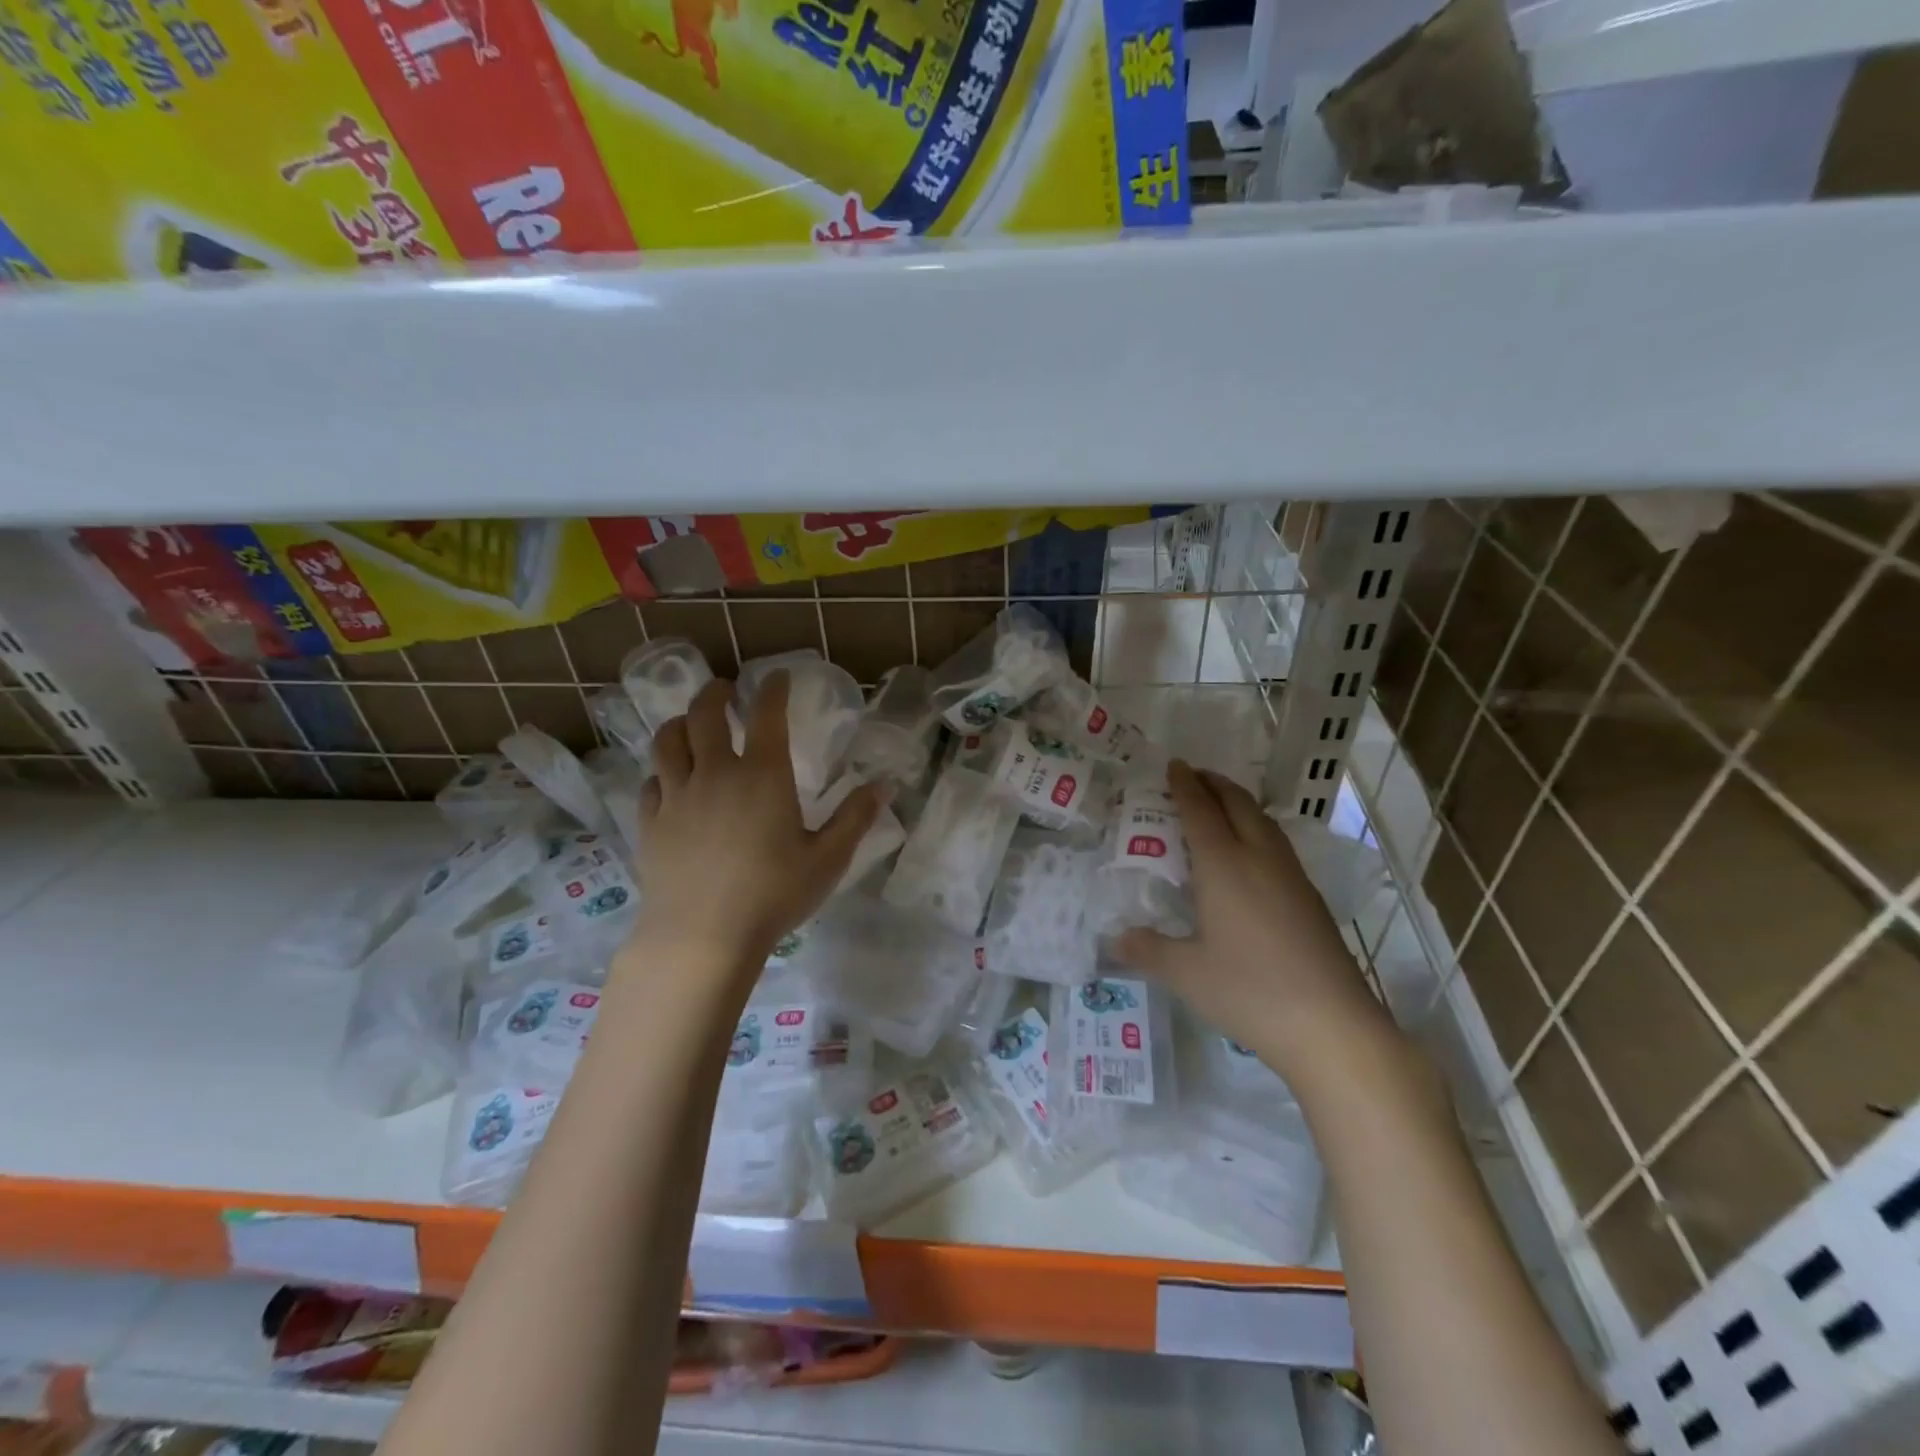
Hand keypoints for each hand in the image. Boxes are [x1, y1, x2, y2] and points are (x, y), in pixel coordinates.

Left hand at [628, 673, 883, 975]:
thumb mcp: (827, 859)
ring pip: (668, 741)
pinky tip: (669, 780)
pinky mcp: (650, 823)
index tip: (776, 676)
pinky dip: (662, 771)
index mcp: (762, 775)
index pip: (766, 715)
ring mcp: (676, 797)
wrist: (702, 936)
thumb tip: (883, 785)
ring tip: (689, 722)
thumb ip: (854, 818)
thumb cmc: (773, 895)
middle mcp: (714, 774)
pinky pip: (651, 782)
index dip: (772, 688)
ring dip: (680, 722)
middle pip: (704, 715)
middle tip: (725, 689)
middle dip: (716, 694)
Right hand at [1116, 761, 1380, 1066]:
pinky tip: (1251, 854)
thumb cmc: (1249, 991)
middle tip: (1192, 777)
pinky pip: (1277, 844)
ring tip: (1220, 806)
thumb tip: (1115, 938)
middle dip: (1214, 783)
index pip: (1200, 811)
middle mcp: (1259, 858)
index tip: (1173, 765)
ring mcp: (1291, 876)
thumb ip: (1147, 950)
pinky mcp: (1310, 898)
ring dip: (1239, 803)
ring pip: (1263, 821)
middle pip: (1238, 804)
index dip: (1184, 785)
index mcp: (1224, 866)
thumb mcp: (1186, 973)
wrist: (1332, 1025)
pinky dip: (1256, 829)